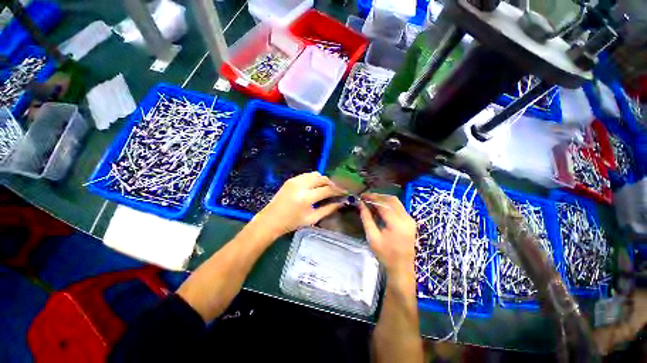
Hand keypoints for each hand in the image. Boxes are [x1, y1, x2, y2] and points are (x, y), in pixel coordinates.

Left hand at [252, 172, 345, 238]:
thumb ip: (328, 209)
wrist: (271, 219)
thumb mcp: (312, 218)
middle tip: (336, 190)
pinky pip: (307, 175)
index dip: (338, 190)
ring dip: (323, 180)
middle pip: (322, 178)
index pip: (327, 190)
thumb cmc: (292, 223)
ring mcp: (295, 180)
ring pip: (315, 174)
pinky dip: (314, 179)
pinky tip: (315, 186)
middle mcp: (301, 185)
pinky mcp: (291, 179)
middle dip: (331, 183)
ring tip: (326, 188)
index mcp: (306, 198)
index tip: (344, 192)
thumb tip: (341, 203)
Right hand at [359, 194, 416, 276]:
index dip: (371, 198)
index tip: (362, 196)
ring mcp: (410, 219)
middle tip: (366, 197)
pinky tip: (380, 207)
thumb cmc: (385, 254)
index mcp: (397, 224)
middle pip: (391, 200)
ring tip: (371, 201)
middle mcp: (406, 218)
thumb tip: (360, 204)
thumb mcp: (372, 237)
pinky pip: (399, 207)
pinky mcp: (410, 221)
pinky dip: (389, 204)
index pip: (383, 204)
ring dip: (383, 199)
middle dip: (377, 196)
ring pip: (396, 202)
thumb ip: (366, 218)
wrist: (402, 268)